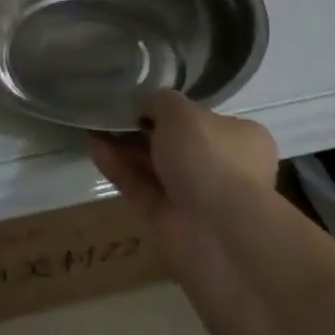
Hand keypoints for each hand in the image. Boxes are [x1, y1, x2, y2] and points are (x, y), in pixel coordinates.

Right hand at [88, 91, 277, 258]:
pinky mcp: (169, 221)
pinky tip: (94, 149)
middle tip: (111, 115)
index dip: (171, 110)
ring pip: (154, 168)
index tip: (140, 102)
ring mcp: (195, 197)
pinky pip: (140, 189)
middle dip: (141, 130)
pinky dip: (119, 170)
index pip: (203, 120)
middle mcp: (221, 168)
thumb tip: (146, 106)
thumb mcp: (182, 112)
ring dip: (124, 148)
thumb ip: (160, 102)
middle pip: (175, 145)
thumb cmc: (210, 158)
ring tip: (94, 127)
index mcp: (240, 139)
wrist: (219, 232)